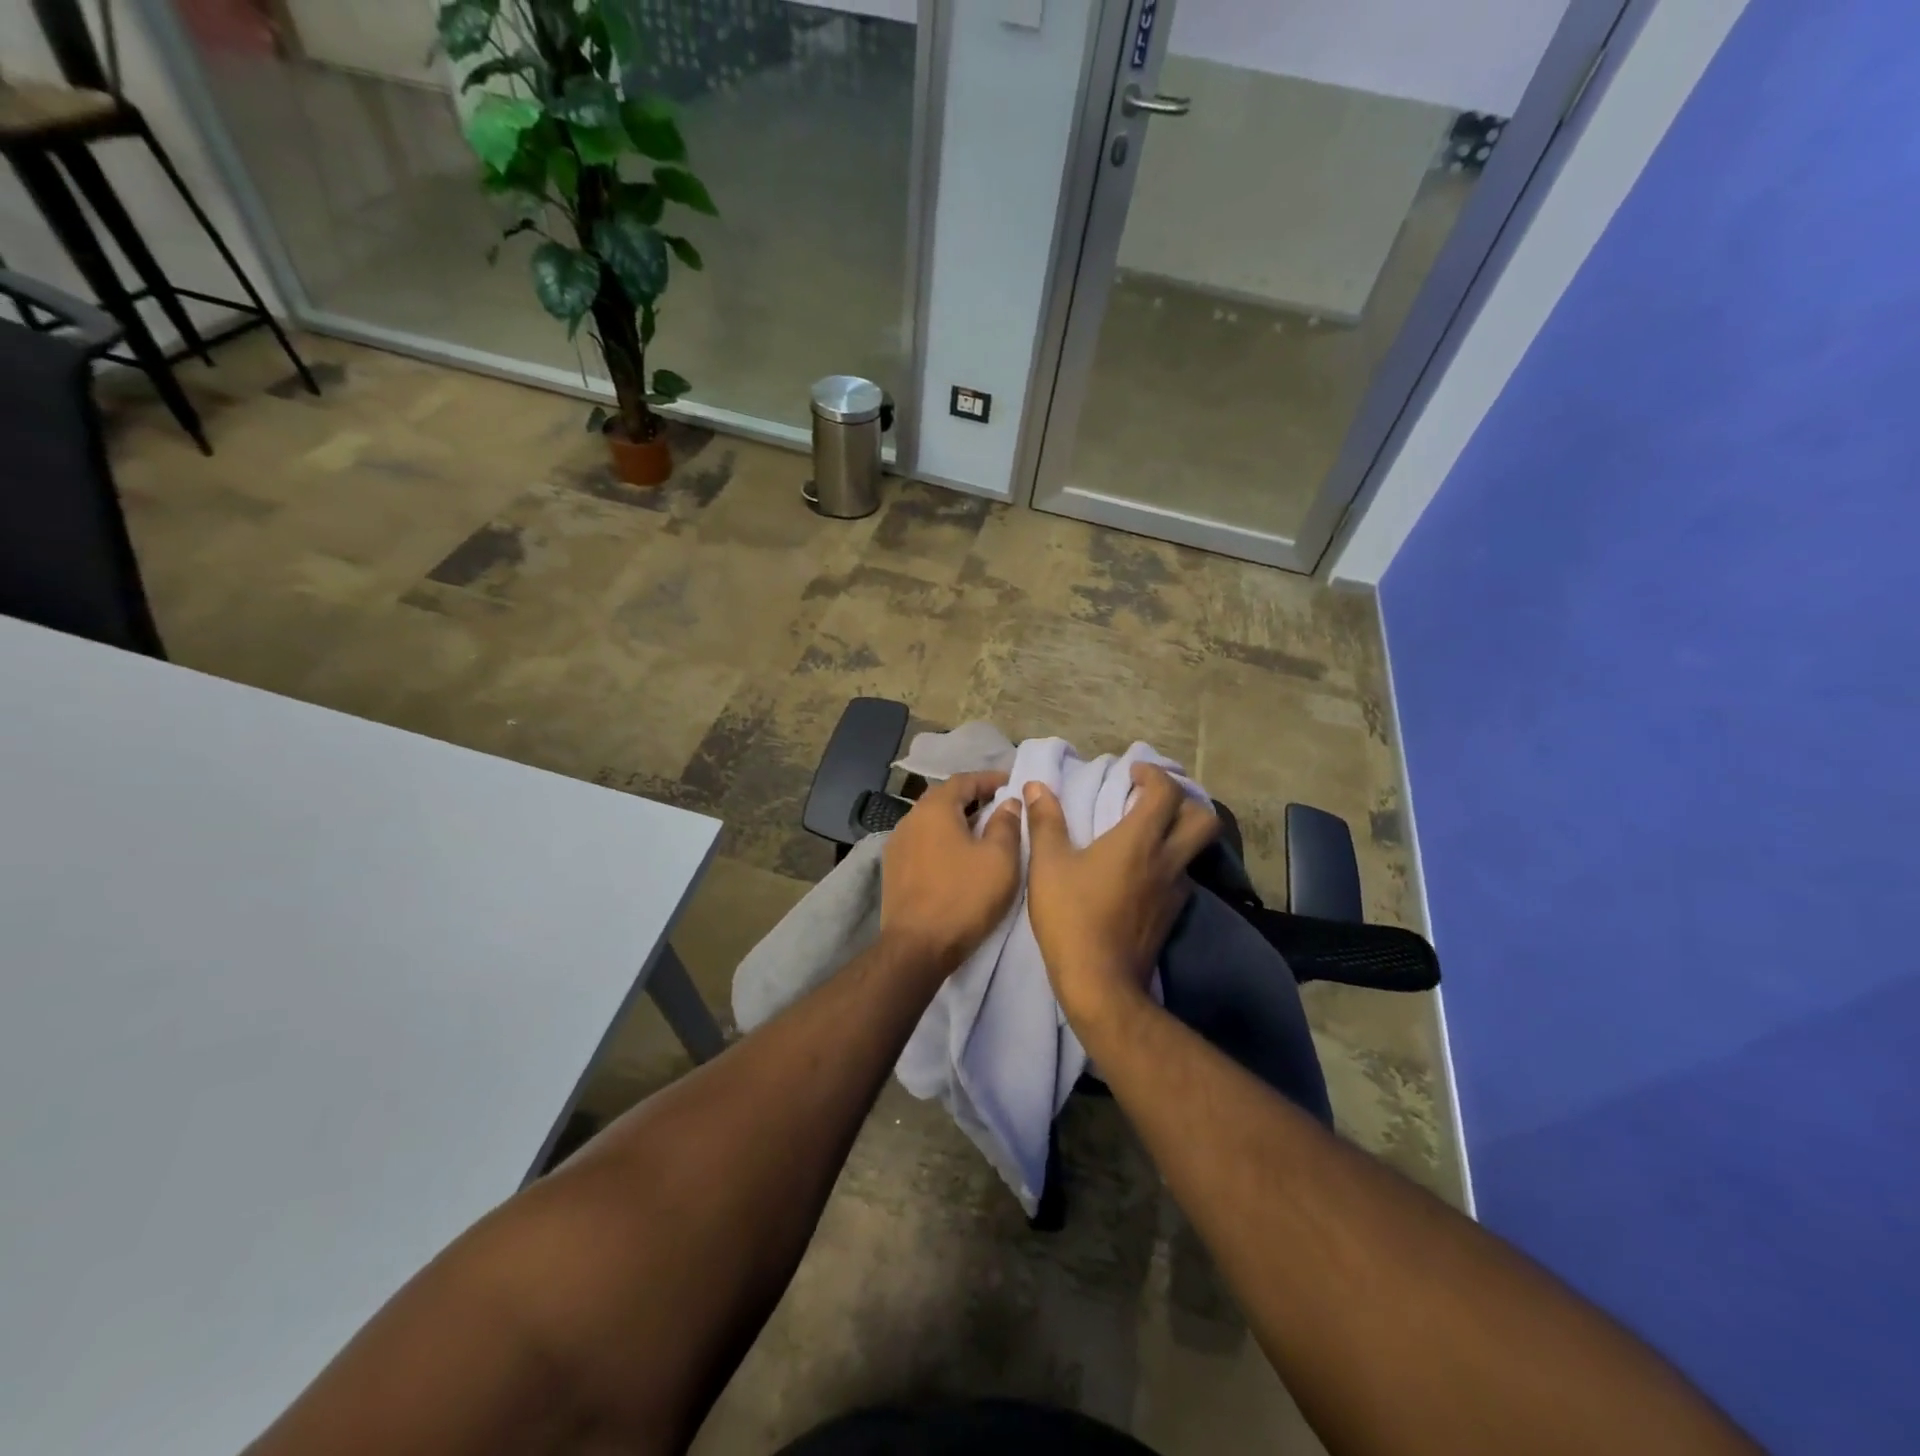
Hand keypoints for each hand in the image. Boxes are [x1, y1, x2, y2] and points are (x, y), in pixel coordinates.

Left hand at [880, 771, 1023, 975]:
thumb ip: (1006, 824)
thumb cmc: (964, 897)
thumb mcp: (1000, 859)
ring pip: (931, 822)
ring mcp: (897, 845)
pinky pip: (922, 843)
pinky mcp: (893, 870)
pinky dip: (942, 840)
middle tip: (999, 806)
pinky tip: (957, 857)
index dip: (989, 779)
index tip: (1011, 784)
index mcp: (934, 809)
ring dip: (956, 821)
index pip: (963, 780)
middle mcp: (910, 819)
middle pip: (944, 798)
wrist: (917, 947)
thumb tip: (1008, 803)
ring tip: (982, 832)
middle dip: (972, 798)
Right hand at [1025, 764, 1217, 1027]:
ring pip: (1195, 850)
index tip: (1133, 773)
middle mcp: (1167, 860)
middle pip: (1203, 819)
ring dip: (1179, 832)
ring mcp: (1175, 890)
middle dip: (1185, 801)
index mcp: (1139, 840)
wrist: (1100, 983)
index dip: (1153, 774)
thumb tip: (1036, 786)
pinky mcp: (1173, 914)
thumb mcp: (1048, 865)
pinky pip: (1182, 876)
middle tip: (1154, 800)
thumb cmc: (1072, 917)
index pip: (1166, 792)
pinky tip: (1142, 872)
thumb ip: (1045, 821)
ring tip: (1148, 833)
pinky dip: (1169, 862)